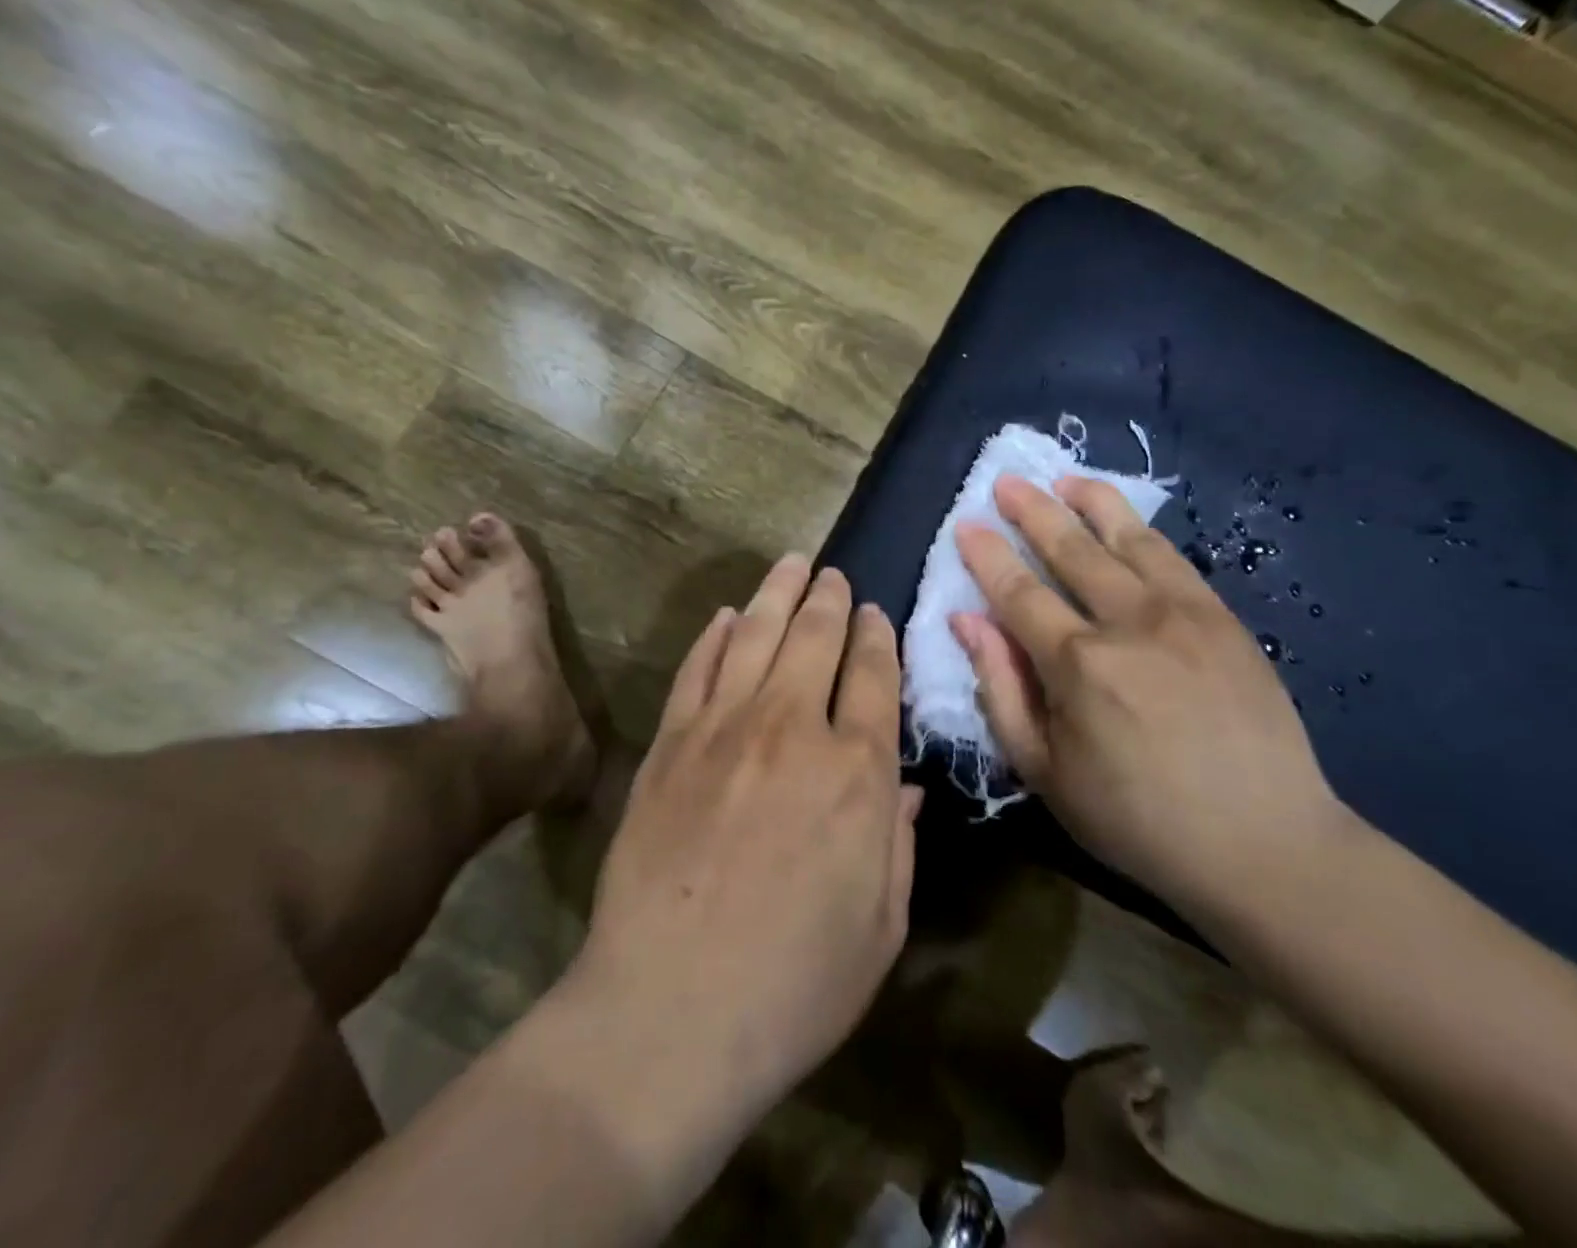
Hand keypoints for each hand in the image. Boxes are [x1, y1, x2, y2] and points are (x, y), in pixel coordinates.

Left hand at [577, 556, 923, 1115]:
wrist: (669, 1011)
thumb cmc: (795, 983)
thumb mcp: (881, 925)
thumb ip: (899, 842)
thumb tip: (906, 785)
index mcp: (858, 772)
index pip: (875, 677)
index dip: (876, 637)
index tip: (873, 613)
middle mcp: (794, 729)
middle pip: (816, 638)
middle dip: (829, 599)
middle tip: (833, 574)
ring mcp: (724, 728)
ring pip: (758, 635)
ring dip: (778, 594)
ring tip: (791, 564)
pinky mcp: (670, 743)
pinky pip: (698, 669)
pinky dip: (716, 635)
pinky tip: (729, 616)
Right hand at [950, 475, 1342, 918]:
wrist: (1264, 843)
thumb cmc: (1136, 818)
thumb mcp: (1045, 770)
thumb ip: (1001, 688)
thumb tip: (967, 620)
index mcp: (1078, 664)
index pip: (1018, 592)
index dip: (987, 555)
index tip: (966, 524)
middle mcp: (1128, 622)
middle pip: (1069, 550)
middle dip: (1032, 511)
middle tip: (1005, 482)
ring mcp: (1183, 614)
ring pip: (1126, 539)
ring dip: (1090, 503)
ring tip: (1063, 478)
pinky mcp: (1223, 618)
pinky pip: (1173, 558)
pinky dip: (1141, 529)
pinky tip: (1124, 517)